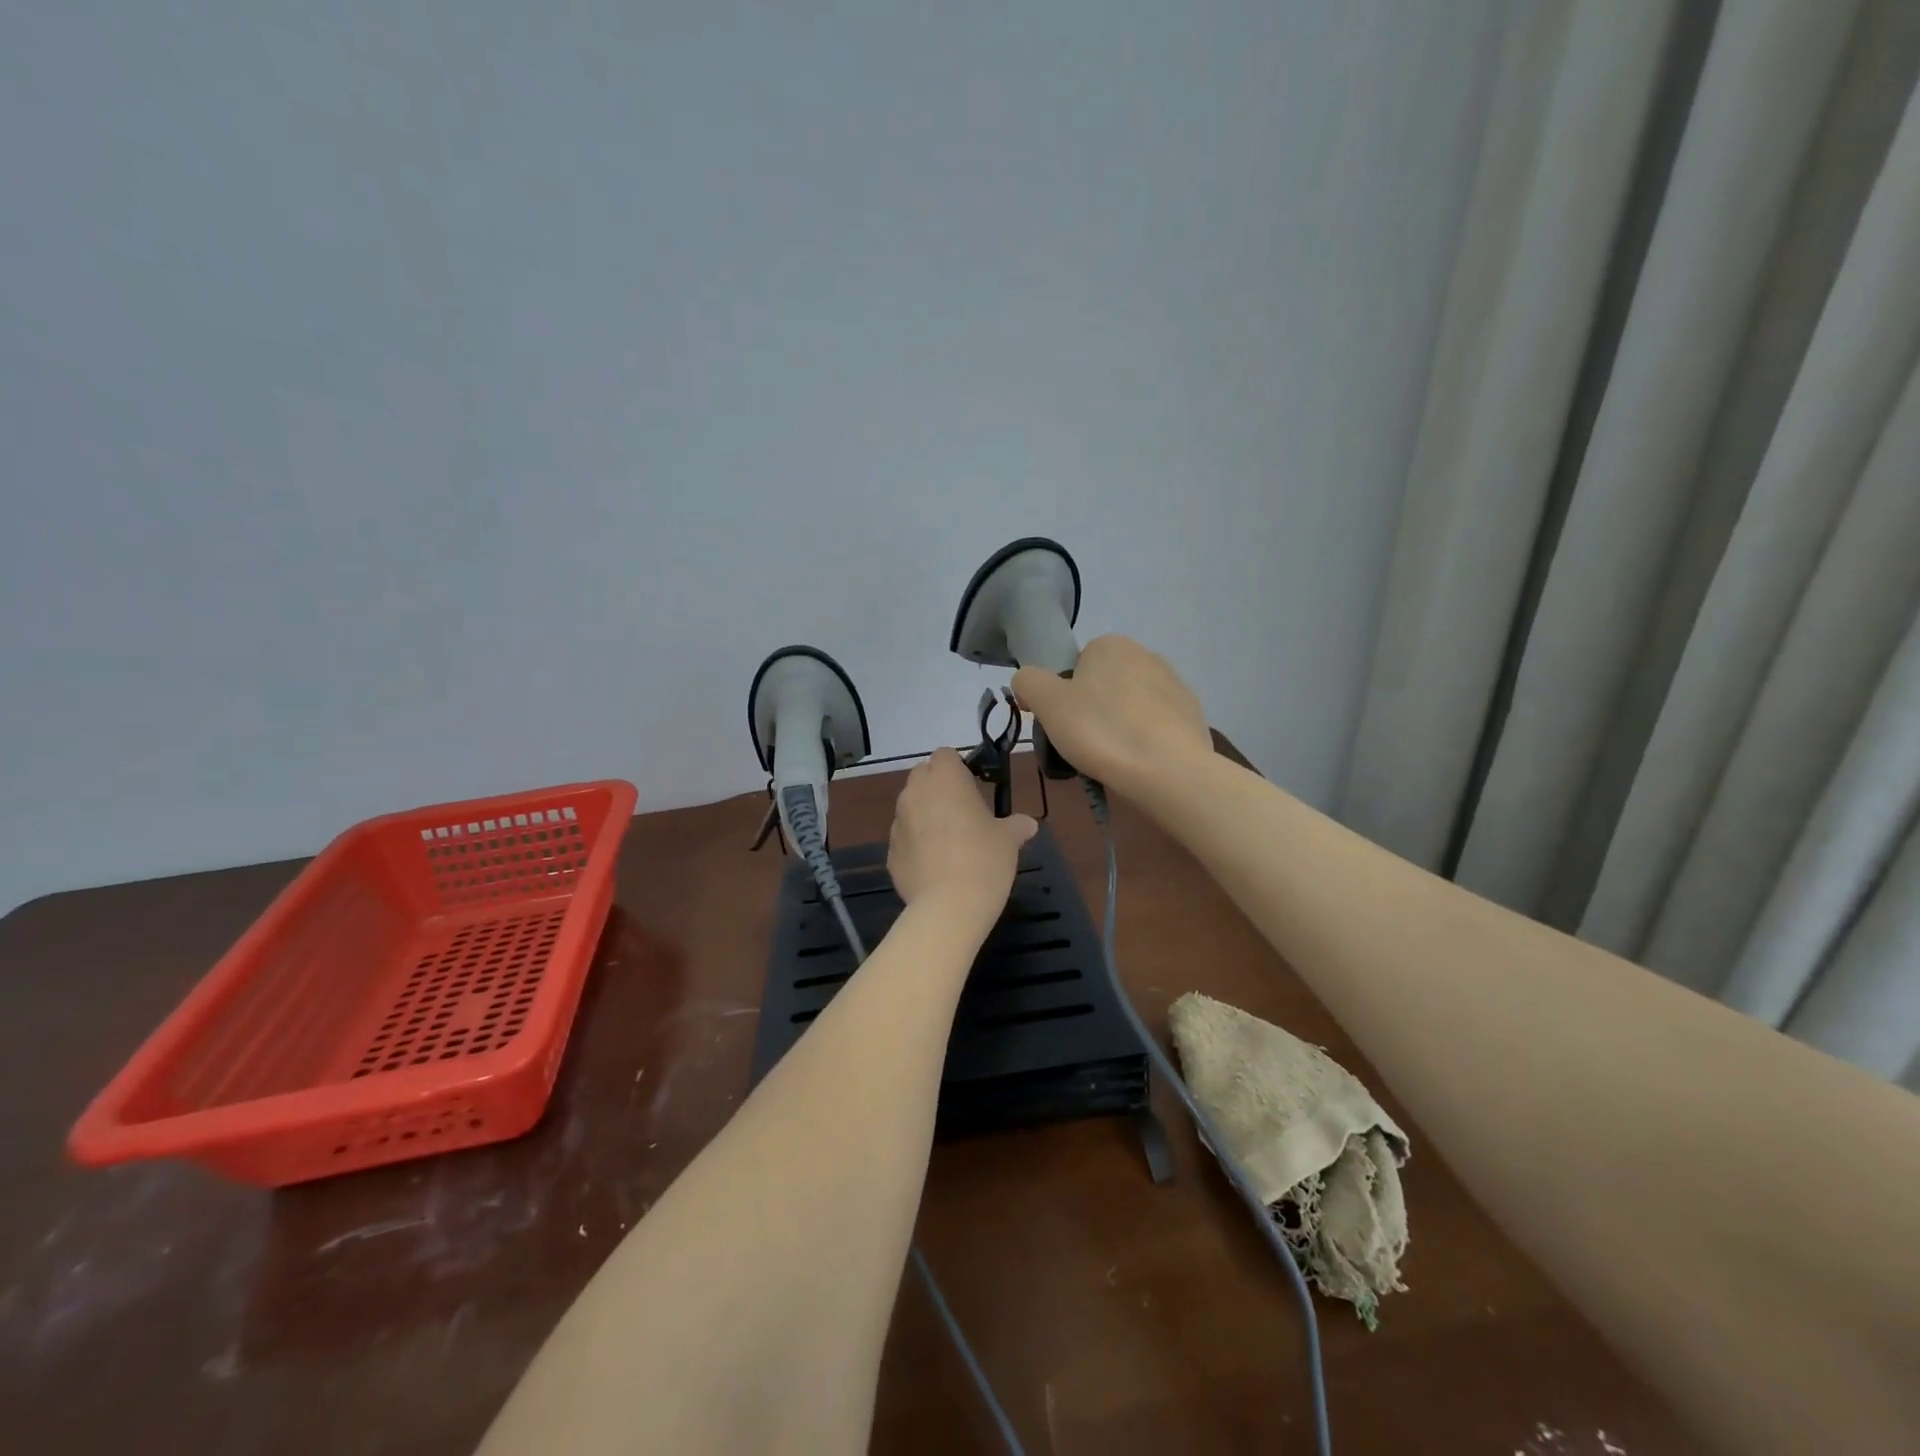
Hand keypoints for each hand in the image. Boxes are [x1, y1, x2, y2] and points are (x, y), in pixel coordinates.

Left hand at [887, 748, 1036, 925]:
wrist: (949, 907)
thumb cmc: (984, 860)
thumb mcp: (1009, 840)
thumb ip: (1016, 826)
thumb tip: (1028, 824)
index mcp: (945, 779)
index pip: (945, 755)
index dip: (958, 767)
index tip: (973, 786)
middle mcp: (915, 793)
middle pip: (922, 776)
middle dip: (938, 787)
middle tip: (962, 810)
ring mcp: (898, 823)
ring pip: (910, 806)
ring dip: (925, 814)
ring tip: (949, 840)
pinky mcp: (890, 852)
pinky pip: (905, 838)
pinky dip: (917, 844)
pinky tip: (935, 865)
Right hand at [1012, 635, 1211, 797]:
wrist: (1168, 770)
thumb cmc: (1101, 730)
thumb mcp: (1047, 704)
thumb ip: (1028, 681)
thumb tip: (1028, 680)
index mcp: (1111, 644)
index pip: (1075, 666)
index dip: (1064, 696)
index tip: (1063, 724)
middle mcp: (1146, 654)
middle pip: (1104, 685)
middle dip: (1093, 711)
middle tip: (1083, 744)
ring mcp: (1175, 684)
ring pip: (1131, 705)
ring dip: (1120, 725)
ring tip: (1112, 758)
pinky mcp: (1193, 714)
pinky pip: (1156, 725)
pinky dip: (1145, 740)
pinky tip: (1139, 762)